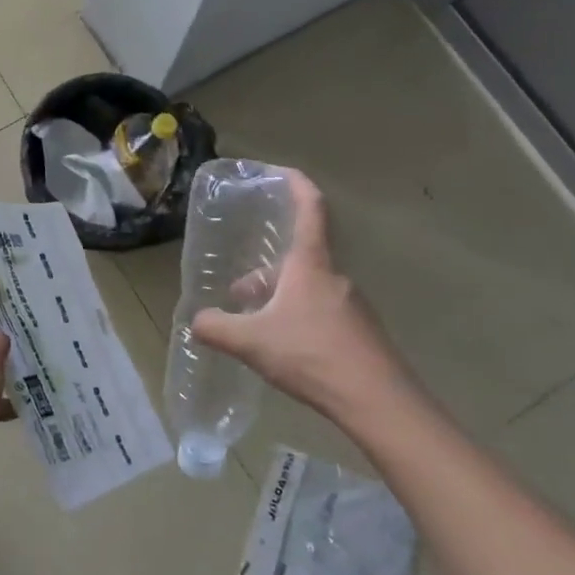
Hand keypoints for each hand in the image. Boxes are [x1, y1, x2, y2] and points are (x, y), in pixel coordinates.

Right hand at [189, 170, 416, 428]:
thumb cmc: (313, 356)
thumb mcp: (252, 342)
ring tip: (253, 323)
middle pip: (299, 257)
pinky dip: (297, 317)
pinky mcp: (359, 333)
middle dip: (267, 269)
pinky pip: (321, 311)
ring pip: (308, 287)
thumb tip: (195, 320)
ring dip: (279, 296)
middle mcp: (334, 277)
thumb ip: (217, 328)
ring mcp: (351, 306)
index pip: (310, 209)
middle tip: (239, 289)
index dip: (296, 183)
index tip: (278, 170)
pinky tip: (282, 347)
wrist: (379, 403)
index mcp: (311, 265)